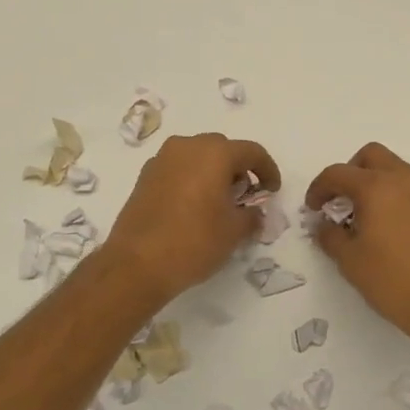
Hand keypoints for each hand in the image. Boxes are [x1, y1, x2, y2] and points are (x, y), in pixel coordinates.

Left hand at [102, 134, 281, 302]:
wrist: (136, 264)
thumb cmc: (194, 242)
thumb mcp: (234, 232)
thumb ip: (251, 216)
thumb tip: (254, 213)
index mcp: (214, 153)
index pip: (251, 151)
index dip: (268, 170)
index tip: (272, 191)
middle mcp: (187, 146)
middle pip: (222, 148)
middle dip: (238, 168)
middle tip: (246, 195)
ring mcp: (162, 159)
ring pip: (197, 156)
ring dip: (213, 172)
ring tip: (219, 201)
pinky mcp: (145, 176)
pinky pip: (177, 168)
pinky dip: (191, 179)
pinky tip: (194, 206)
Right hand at [306, 143, 409, 352]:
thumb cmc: (394, 282)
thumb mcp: (350, 261)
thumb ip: (330, 236)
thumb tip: (324, 225)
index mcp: (377, 187)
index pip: (338, 173)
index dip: (319, 188)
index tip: (312, 208)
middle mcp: (406, 179)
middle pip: (371, 156)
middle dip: (351, 173)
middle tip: (341, 201)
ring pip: (397, 169)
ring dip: (377, 182)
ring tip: (367, 217)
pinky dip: (398, 196)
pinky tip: (394, 229)